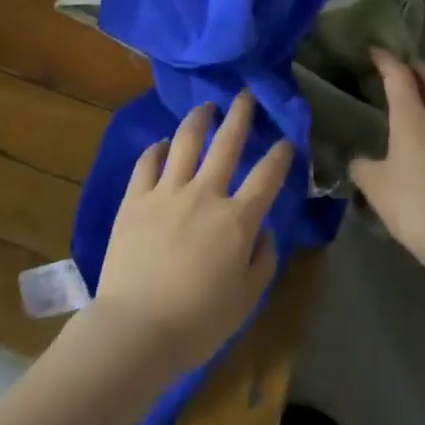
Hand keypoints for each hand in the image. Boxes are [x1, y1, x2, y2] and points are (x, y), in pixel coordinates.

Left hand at [91, 91, 292, 377]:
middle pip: (227, 142)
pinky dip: (157, 147)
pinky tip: (163, 143)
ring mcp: (167, 191)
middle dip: (240, 114)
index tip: (287, 139)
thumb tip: (264, 231)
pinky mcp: (136, 197)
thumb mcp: (246, 301)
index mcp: (236, 220)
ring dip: (199, 119)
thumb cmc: (198, 323)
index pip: (266, 176)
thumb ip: (262, 261)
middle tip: (245, 95)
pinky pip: (148, 161)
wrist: (136, 328)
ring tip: (205, 107)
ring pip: (186, 140)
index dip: (280, 154)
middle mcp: (204, 194)